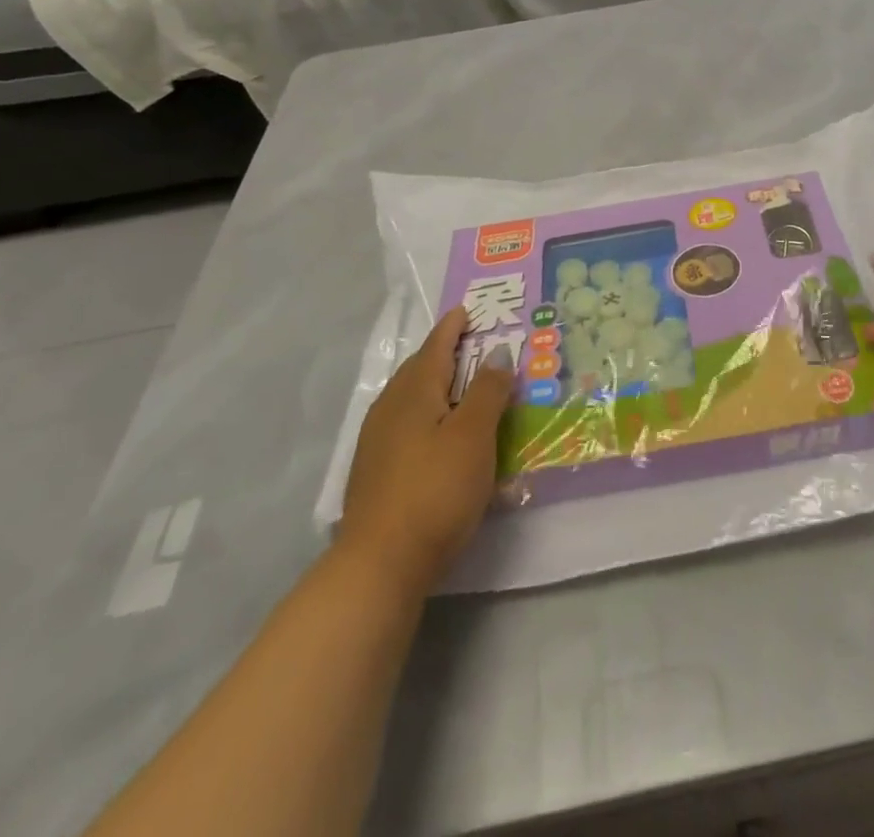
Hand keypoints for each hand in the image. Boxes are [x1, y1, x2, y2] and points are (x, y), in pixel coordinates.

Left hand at [336, 307, 514, 593]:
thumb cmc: (435, 489)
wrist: (379, 564)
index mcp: (414, 391)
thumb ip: (487, 391)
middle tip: (470, 344)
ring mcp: (378, 442)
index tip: (465, 310)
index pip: (436, 346)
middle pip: (419, 369)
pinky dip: (428, 415)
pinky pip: (407, 425)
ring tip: (461, 387)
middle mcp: (390, 408)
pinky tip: (440, 435)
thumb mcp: (474, 435)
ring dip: (436, 385)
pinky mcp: (376, 472)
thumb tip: (497, 352)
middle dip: (443, 353)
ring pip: (410, 399)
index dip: (453, 327)